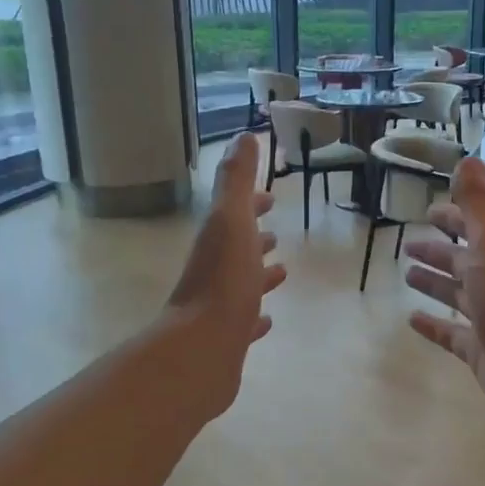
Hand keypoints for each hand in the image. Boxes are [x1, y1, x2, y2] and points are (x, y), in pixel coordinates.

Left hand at [166, 133, 285, 415]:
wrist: (202, 349)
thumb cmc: (222, 281)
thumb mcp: (231, 221)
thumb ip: (237, 181)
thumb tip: (243, 136)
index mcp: (218, 242)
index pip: (235, 215)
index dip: (252, 205)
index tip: (270, 199)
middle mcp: (216, 273)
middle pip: (238, 250)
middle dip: (256, 239)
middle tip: (276, 235)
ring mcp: (221, 309)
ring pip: (242, 286)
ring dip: (259, 276)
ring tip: (281, 273)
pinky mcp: (228, 342)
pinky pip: (244, 325)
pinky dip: (256, 320)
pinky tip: (266, 322)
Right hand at [403, 158, 484, 441]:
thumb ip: (478, 206)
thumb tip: (468, 158)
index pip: (474, 229)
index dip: (453, 218)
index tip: (429, 211)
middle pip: (463, 262)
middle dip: (438, 252)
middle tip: (408, 245)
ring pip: (456, 296)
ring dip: (434, 284)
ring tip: (407, 276)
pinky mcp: (479, 352)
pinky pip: (450, 333)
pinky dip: (433, 325)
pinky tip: (411, 321)